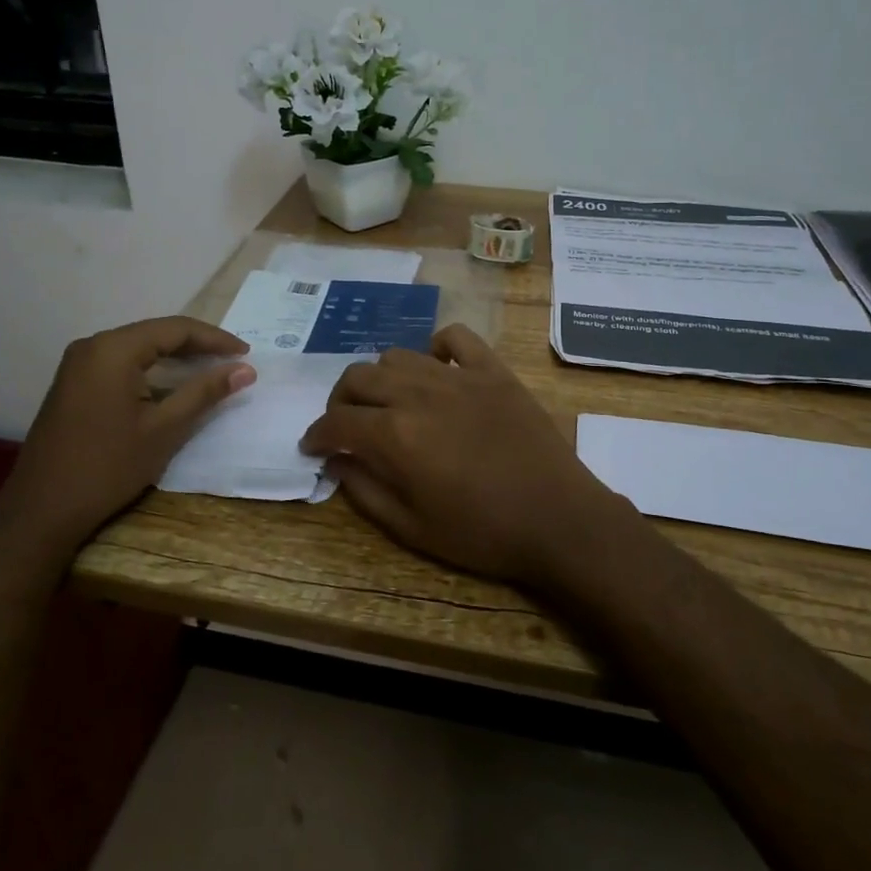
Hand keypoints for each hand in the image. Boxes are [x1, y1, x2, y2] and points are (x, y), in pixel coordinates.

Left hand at [0, 317, 254, 568]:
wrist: (42, 510)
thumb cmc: (108, 467)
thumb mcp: (165, 429)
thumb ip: (205, 392)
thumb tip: (245, 369)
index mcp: (113, 349)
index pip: (175, 329)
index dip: (214, 339)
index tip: (246, 353)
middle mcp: (92, 346)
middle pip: (155, 333)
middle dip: (196, 345)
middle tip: (233, 360)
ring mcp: (78, 365)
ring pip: (138, 348)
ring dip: (174, 357)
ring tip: (210, 369)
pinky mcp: (73, 384)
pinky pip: (121, 363)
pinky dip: (151, 369)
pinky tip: (171, 385)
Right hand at [300, 325, 631, 586]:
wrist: (557, 519)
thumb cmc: (482, 533)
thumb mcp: (411, 527)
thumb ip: (364, 491)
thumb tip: (335, 461)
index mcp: (394, 434)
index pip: (337, 421)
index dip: (316, 433)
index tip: (313, 445)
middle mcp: (418, 393)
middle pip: (359, 377)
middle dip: (341, 400)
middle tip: (347, 424)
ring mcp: (458, 376)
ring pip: (399, 355)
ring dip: (382, 377)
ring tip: (389, 401)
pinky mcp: (493, 371)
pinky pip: (456, 338)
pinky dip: (437, 348)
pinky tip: (436, 371)